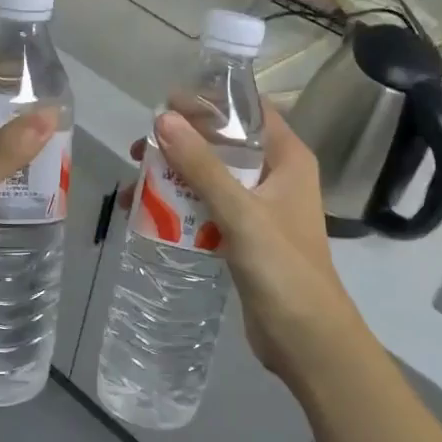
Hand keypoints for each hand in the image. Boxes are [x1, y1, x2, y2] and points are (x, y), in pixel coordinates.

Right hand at [133, 103, 367, 382]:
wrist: (307, 339)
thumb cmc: (282, 266)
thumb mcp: (240, 211)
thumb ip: (202, 165)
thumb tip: (163, 119)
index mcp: (287, 158)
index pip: (250, 111)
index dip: (211, 102)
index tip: (168, 103)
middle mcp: (275, 176)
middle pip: (225, 144)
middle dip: (182, 143)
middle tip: (141, 147)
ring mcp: (260, 208)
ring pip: (212, 178)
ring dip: (175, 177)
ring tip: (135, 183)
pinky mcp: (245, 237)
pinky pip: (208, 209)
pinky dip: (181, 207)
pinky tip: (148, 215)